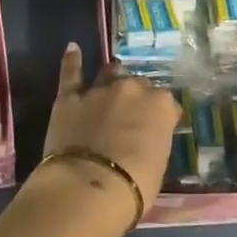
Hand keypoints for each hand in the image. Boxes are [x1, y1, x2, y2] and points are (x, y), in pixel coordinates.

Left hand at [36, 43, 179, 224]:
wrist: (89, 188)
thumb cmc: (134, 186)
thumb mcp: (159, 165)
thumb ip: (154, 141)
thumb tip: (145, 138)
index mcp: (161, 106)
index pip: (167, 104)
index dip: (161, 118)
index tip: (158, 130)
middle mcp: (132, 89)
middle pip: (139, 86)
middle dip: (136, 98)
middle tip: (131, 118)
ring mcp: (100, 90)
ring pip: (109, 74)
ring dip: (112, 80)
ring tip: (110, 86)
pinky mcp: (70, 97)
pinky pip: (71, 73)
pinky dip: (72, 60)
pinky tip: (72, 48)